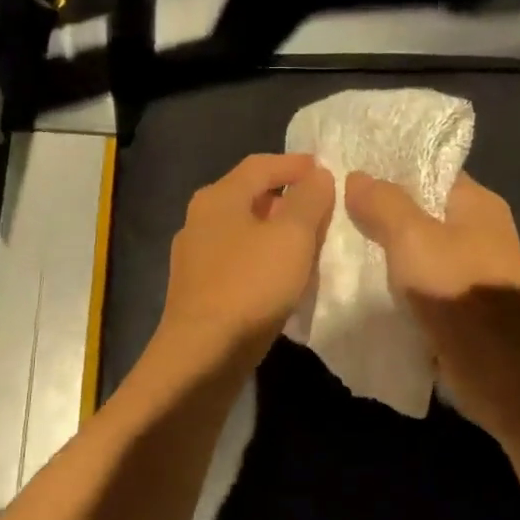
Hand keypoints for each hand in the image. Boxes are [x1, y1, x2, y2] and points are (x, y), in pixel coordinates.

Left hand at [156, 154, 334, 369]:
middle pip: (250, 197)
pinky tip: (282, 281)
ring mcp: (195, 258)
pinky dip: (263, 261)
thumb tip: (317, 175)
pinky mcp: (197, 291)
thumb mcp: (292, 237)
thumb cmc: (250, 287)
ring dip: (276, 234)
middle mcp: (200, 220)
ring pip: (244, 232)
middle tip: (323, 211)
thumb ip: (309, 200)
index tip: (325, 170)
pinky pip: (238, 263)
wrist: (202, 355)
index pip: (260, 165)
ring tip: (309, 247)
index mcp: (219, 198)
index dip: (295, 165)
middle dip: (288, 200)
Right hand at [345, 170, 519, 429]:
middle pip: (425, 211)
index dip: (393, 170)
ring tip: (345, 246)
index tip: (352, 174)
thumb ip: (383, 203)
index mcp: (479, 204)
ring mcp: (476, 269)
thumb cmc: (453, 287)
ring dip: (391, 251)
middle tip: (340, 211)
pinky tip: (368, 282)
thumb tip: (357, 176)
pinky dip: (401, 280)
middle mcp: (483, 231)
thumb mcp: (411, 237)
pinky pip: (425, 280)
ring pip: (423, 249)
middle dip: (386, 213)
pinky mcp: (465, 302)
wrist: (491, 362)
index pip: (431, 171)